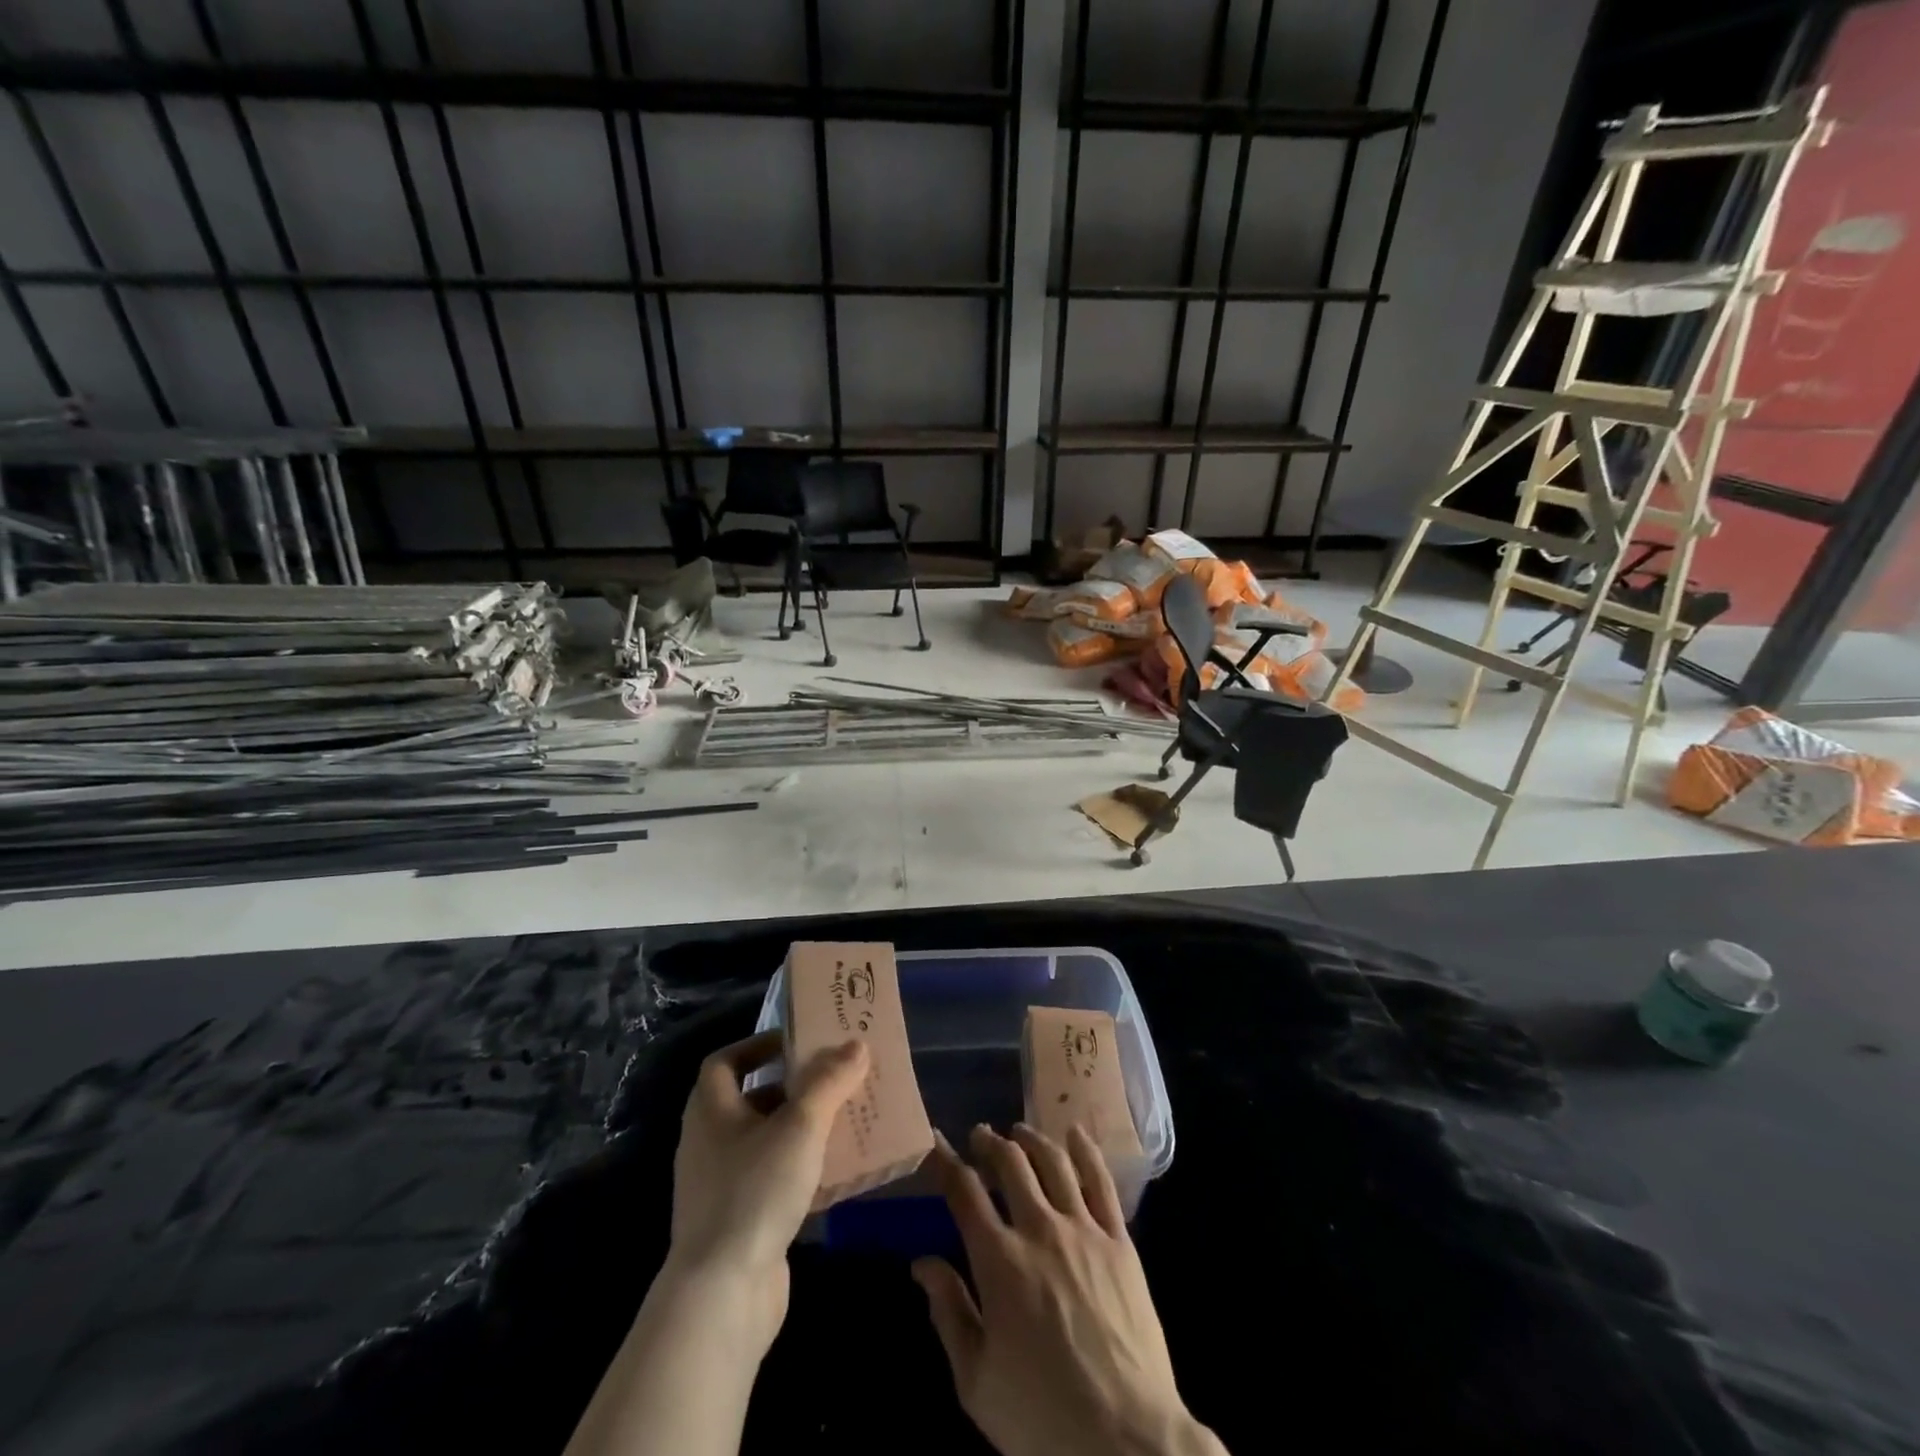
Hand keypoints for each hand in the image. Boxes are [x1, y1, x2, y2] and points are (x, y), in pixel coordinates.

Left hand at [665, 1029, 868, 1346]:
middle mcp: (709, 1143)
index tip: (798, 1043)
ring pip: (766, 1142)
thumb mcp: (800, 1126)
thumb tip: (856, 1044)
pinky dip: (801, 1170)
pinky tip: (835, 1173)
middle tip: (834, 1079)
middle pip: (751, 1100)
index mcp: (710, 1110)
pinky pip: (772, 1181)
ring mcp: (720, 1187)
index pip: (726, 1061)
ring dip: (801, 1130)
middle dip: (793, 1088)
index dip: (759, 1045)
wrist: (722, 1296)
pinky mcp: (738, 1223)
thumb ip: (829, 1082)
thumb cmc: (755, 1191)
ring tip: (844, 1120)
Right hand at [914, 1124, 1226, 1455]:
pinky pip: (1102, 1182)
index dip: (946, 1161)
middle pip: (1010, 1164)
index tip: (935, 1141)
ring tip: (1018, 1132)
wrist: (1128, 1442)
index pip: (964, 1192)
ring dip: (1031, 1139)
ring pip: (1053, 1162)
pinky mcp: (1120, 1241)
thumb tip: (922, 1263)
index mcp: (999, 1261)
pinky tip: (1075, 1134)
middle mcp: (1040, 1230)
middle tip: (980, 1135)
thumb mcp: (977, 1381)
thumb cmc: (1042, 1418)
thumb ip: (949, 1313)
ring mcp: (1084, 1230)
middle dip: (989, 1143)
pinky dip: (1085, 1151)